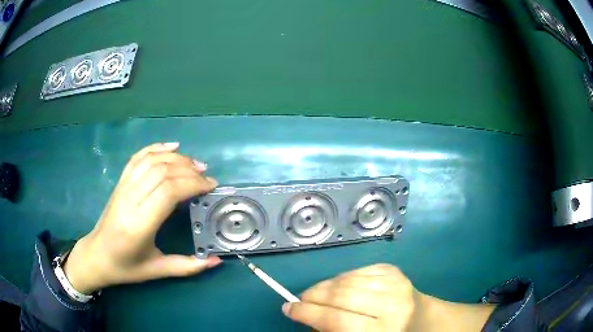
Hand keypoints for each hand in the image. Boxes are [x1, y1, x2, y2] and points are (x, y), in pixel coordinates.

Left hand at [64, 143, 221, 293]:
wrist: (96, 255)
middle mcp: (129, 201)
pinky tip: (172, 147)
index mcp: (138, 225)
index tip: (210, 186)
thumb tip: (215, 261)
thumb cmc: (126, 267)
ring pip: (150, 161)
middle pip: (161, 172)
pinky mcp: (119, 182)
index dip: (192, 184)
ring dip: (176, 158)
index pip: (167, 192)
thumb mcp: (157, 271)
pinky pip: (137, 158)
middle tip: (207, 177)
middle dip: (188, 170)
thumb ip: (187, 266)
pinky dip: (156, 148)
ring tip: (195, 164)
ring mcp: (122, 188)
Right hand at [283, 264, 495, 331]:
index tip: (288, 309)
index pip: (337, 320)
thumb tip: (309, 318)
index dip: (308, 313)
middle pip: (341, 296)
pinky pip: (357, 271)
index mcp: (384, 329)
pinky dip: (341, 278)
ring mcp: (395, 283)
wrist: (424, 320)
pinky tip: (337, 286)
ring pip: (346, 280)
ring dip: (324, 287)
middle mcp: (391, 304)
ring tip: (314, 294)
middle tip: (298, 300)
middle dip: (312, 297)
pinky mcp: (394, 271)